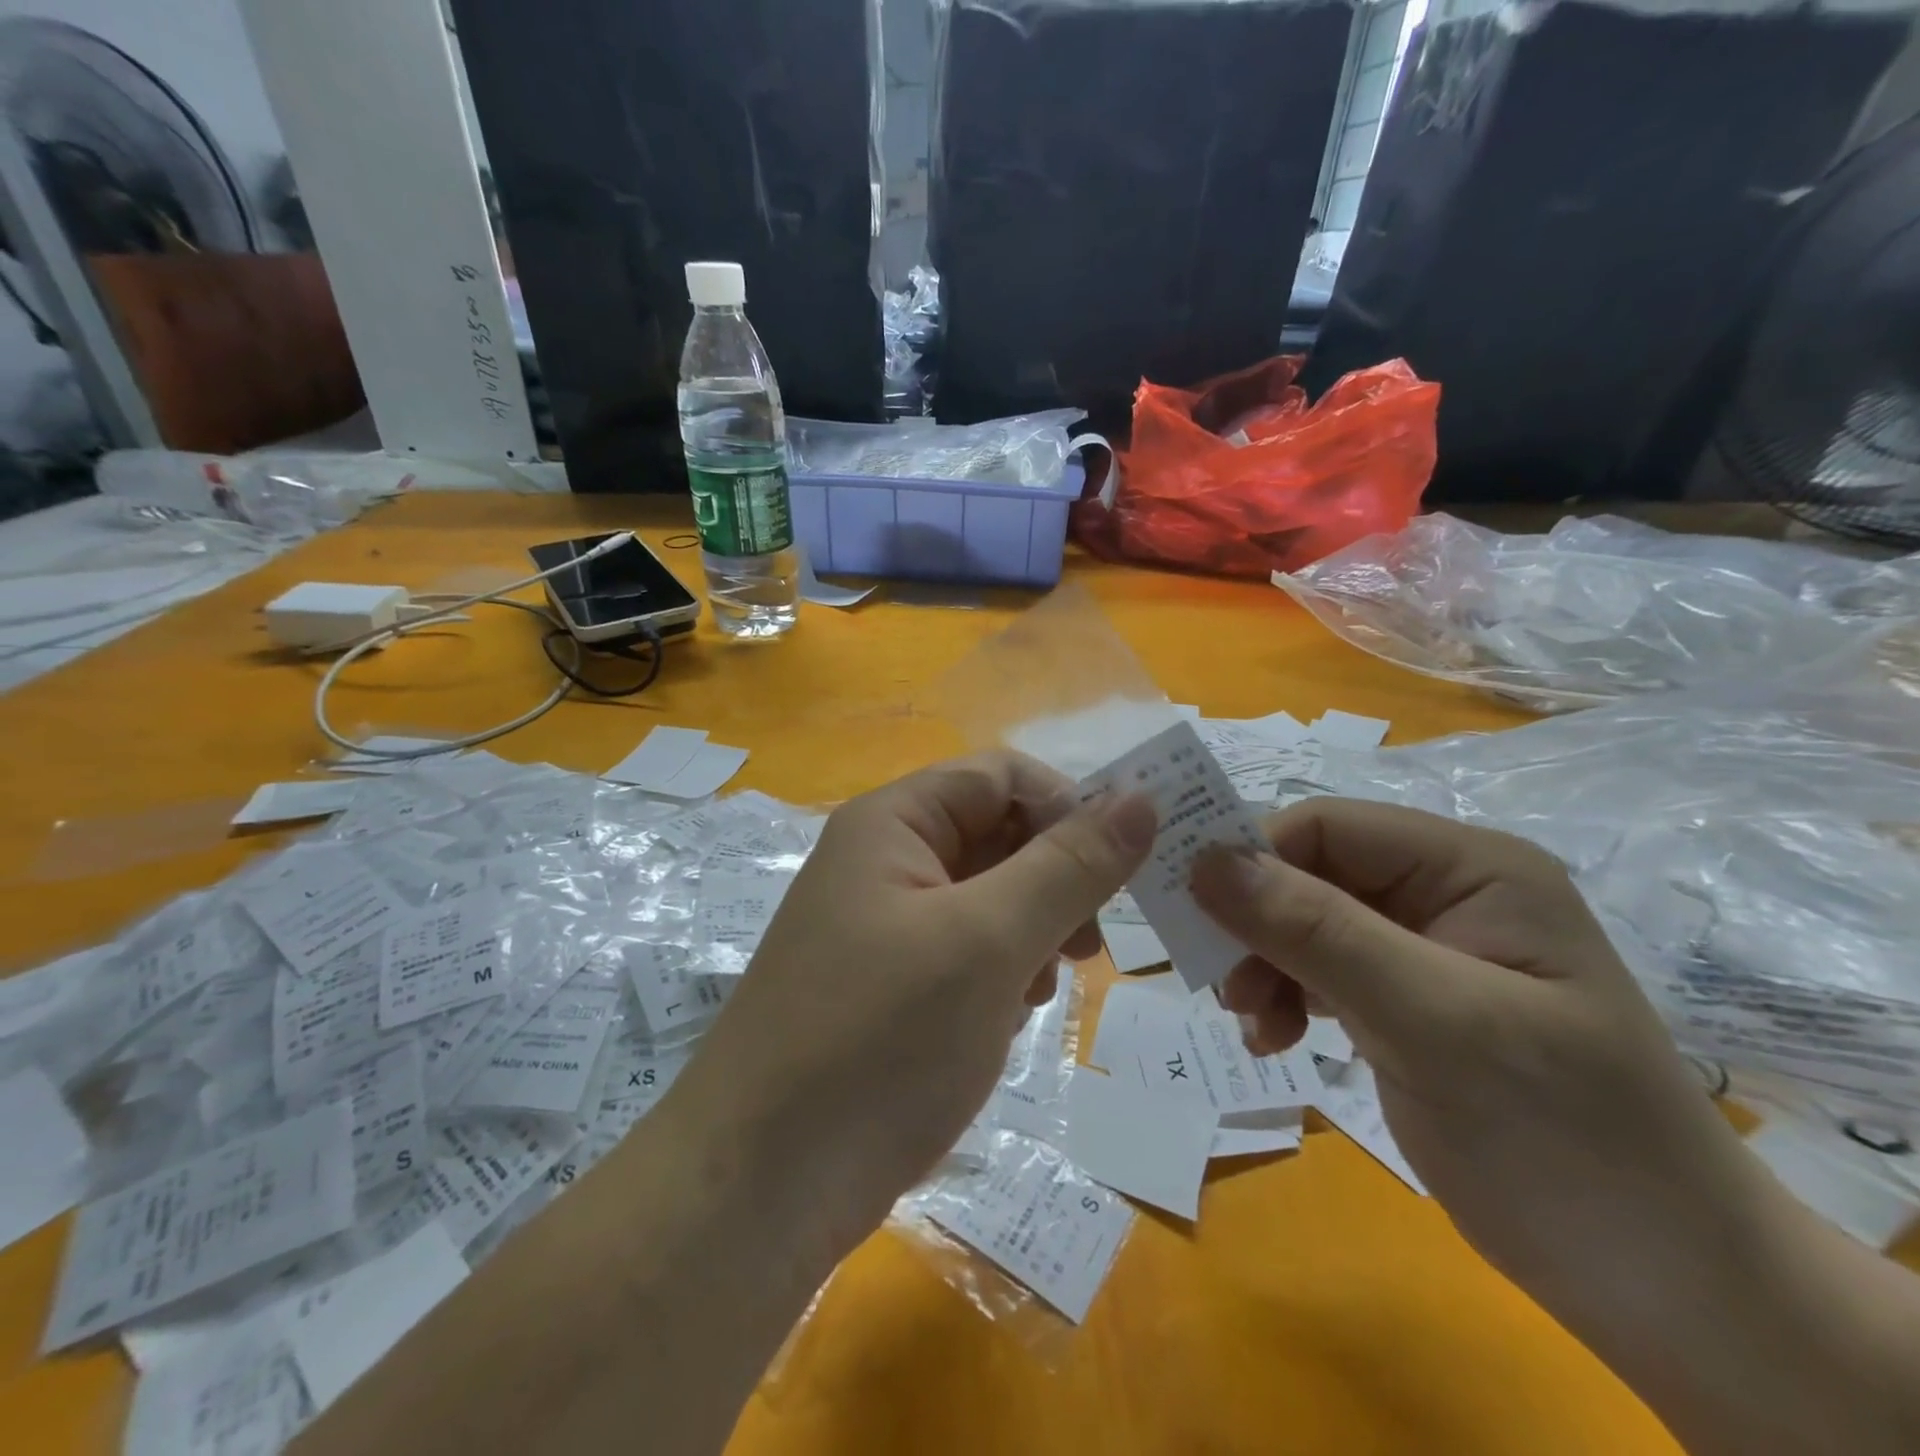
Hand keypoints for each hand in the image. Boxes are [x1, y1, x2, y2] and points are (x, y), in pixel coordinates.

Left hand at [673, 751, 1154, 1255]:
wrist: (760, 1188)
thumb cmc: (878, 1040)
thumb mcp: (988, 942)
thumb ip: (1070, 866)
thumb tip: (1143, 798)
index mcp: (893, 823)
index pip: (1001, 776)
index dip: (1067, 806)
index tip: (1123, 867)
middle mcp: (885, 861)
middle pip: (996, 834)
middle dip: (1053, 878)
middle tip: (1089, 942)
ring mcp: (886, 926)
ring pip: (990, 897)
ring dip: (1032, 929)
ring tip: (1041, 984)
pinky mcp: (892, 986)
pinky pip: (968, 950)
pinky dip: (1002, 970)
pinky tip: (1007, 1016)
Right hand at [1189, 798, 1761, 1314]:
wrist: (1664, 1287)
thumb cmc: (1564, 1137)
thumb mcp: (1434, 1023)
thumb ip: (1317, 932)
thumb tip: (1204, 860)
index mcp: (1469, 868)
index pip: (1327, 826)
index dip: (1252, 856)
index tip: (1194, 914)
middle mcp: (1442, 892)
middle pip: (1308, 873)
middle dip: (1255, 924)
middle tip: (1222, 986)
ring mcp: (1422, 947)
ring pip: (1303, 922)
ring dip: (1264, 965)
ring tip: (1253, 1024)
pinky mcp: (1404, 999)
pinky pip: (1318, 970)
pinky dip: (1286, 998)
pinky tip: (1277, 1041)